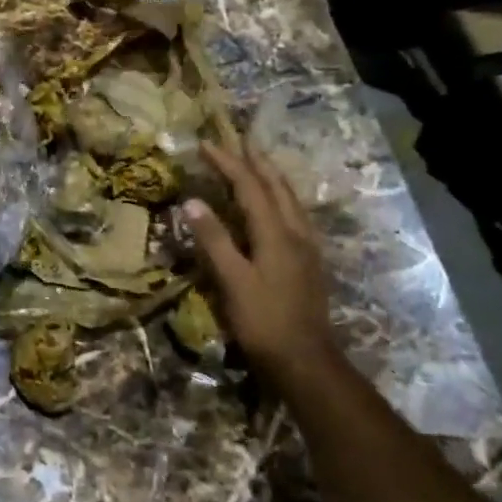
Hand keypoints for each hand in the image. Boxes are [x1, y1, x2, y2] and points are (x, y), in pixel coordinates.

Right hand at [185, 141, 336, 389]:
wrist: (306, 362)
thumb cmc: (264, 322)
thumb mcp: (232, 281)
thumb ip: (214, 240)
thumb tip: (192, 201)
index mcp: (276, 233)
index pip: (249, 186)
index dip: (227, 163)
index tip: (205, 143)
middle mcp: (295, 233)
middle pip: (276, 186)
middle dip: (256, 161)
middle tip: (240, 140)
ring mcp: (307, 248)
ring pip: (290, 199)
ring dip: (272, 176)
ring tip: (259, 162)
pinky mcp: (309, 263)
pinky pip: (294, 215)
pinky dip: (280, 198)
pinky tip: (277, 206)